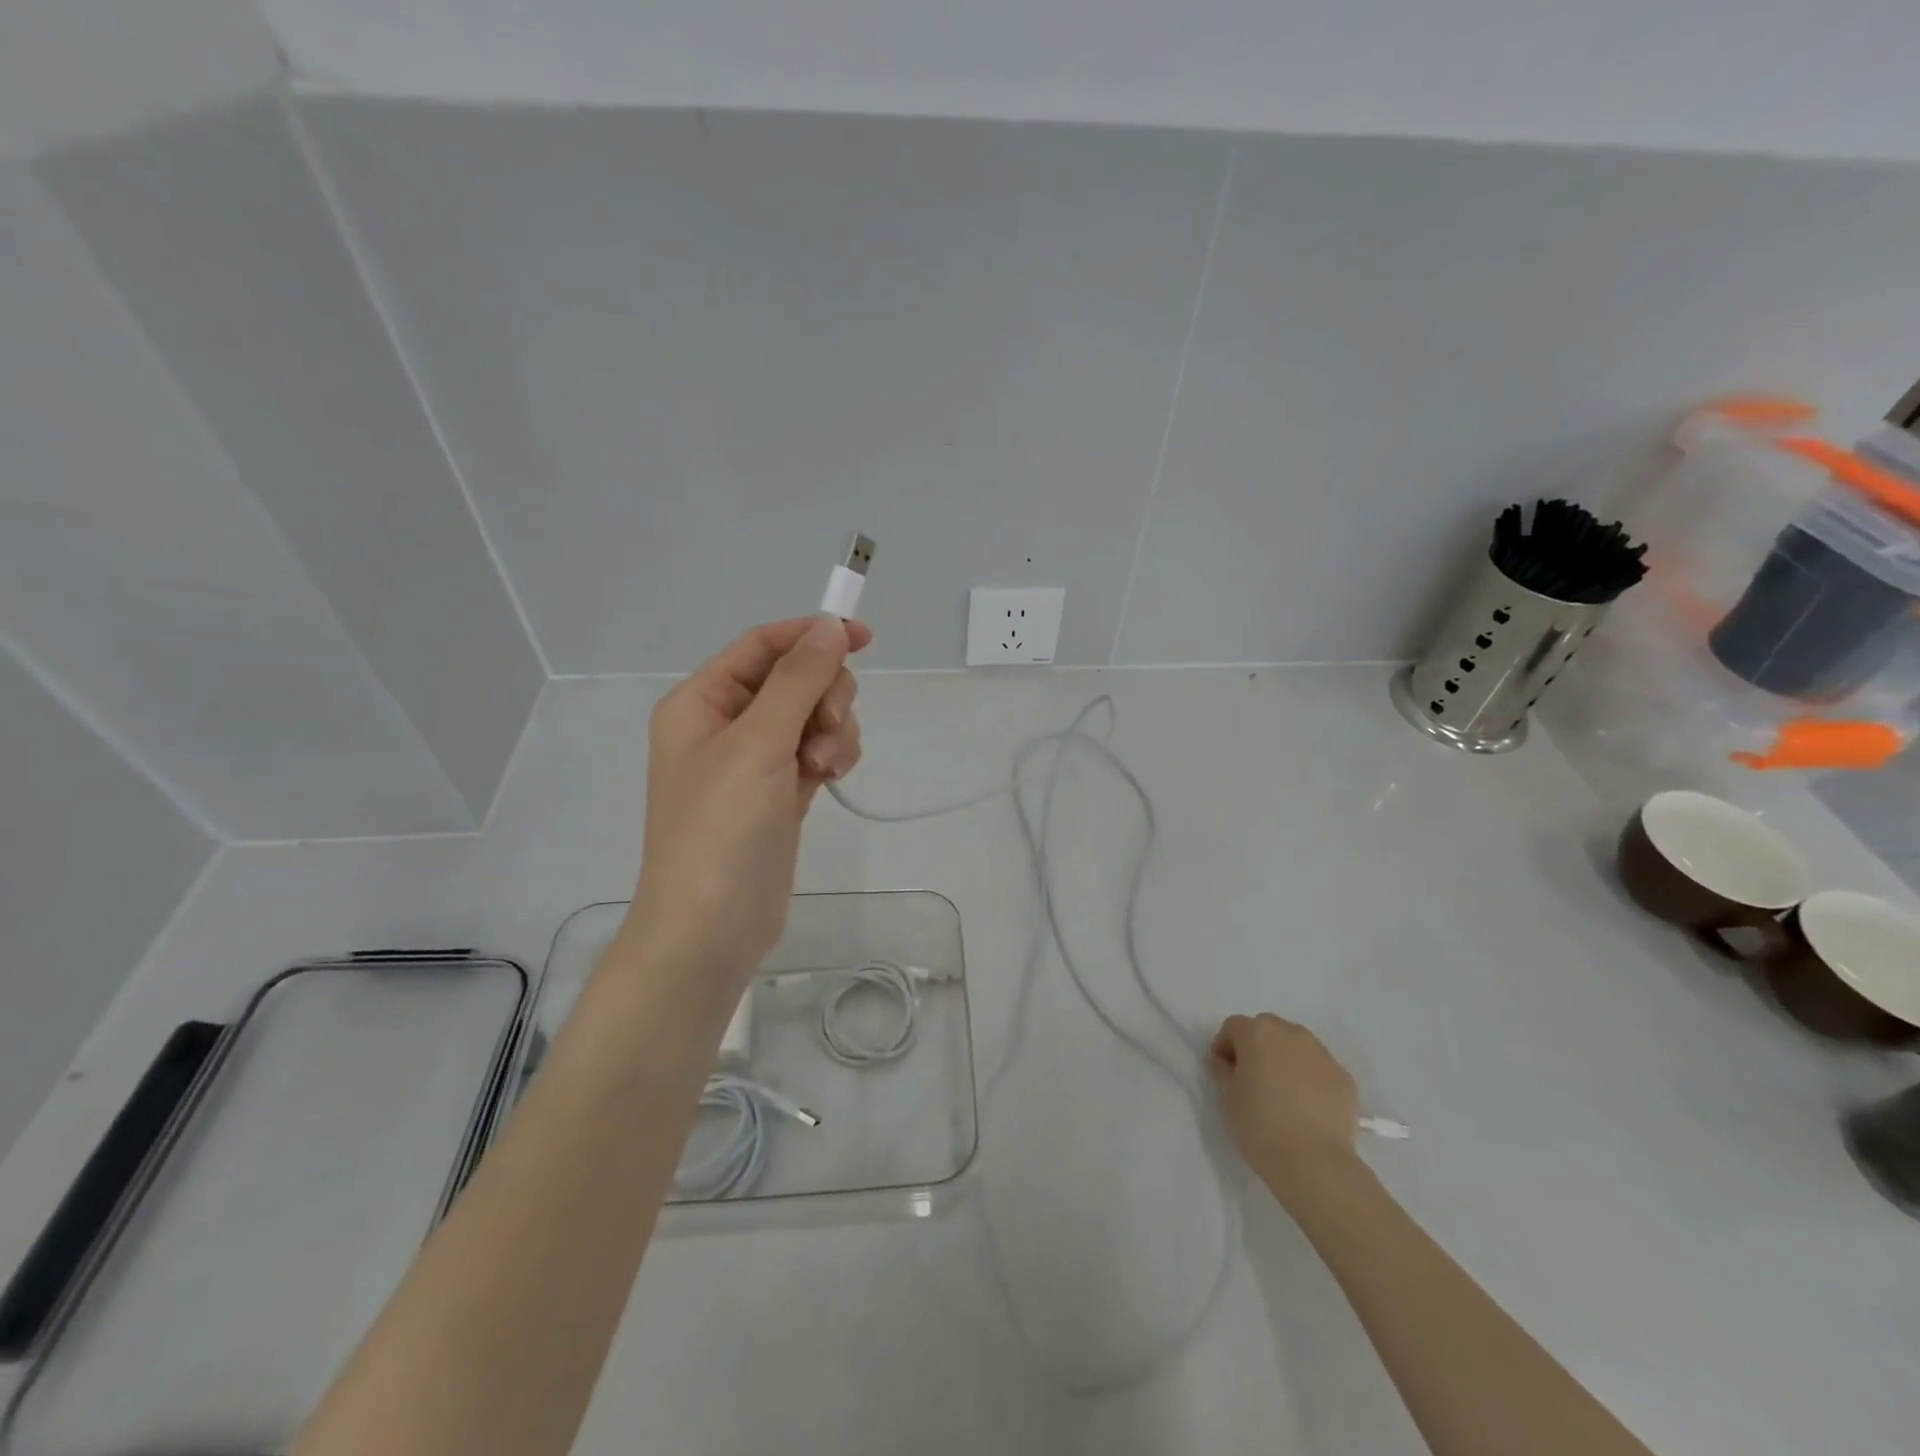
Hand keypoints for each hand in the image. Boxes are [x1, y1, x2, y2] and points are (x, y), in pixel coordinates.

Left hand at [621, 616, 871, 989]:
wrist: (711, 927)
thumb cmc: (722, 828)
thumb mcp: (759, 743)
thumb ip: (798, 680)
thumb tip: (828, 627)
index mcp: (701, 701)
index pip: (762, 646)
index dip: (811, 635)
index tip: (864, 638)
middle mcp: (725, 724)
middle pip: (793, 679)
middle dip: (824, 695)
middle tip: (829, 725)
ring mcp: (753, 761)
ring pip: (812, 716)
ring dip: (831, 730)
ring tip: (823, 766)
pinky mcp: (779, 792)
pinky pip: (815, 750)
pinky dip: (831, 755)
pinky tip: (832, 777)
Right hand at [1209, 1013, 1359, 1199]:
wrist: (1315, 1162)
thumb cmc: (1260, 1125)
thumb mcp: (1226, 1097)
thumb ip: (1223, 1071)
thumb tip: (1227, 1062)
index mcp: (1257, 1032)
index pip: (1233, 1027)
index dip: (1225, 1047)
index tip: (1224, 1072)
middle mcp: (1290, 1033)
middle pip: (1266, 1030)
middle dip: (1256, 1047)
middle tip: (1252, 1079)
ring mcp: (1321, 1054)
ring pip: (1295, 1046)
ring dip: (1284, 1059)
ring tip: (1282, 1093)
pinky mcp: (1344, 1077)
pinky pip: (1318, 1069)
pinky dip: (1309, 1078)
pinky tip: (1306, 1107)